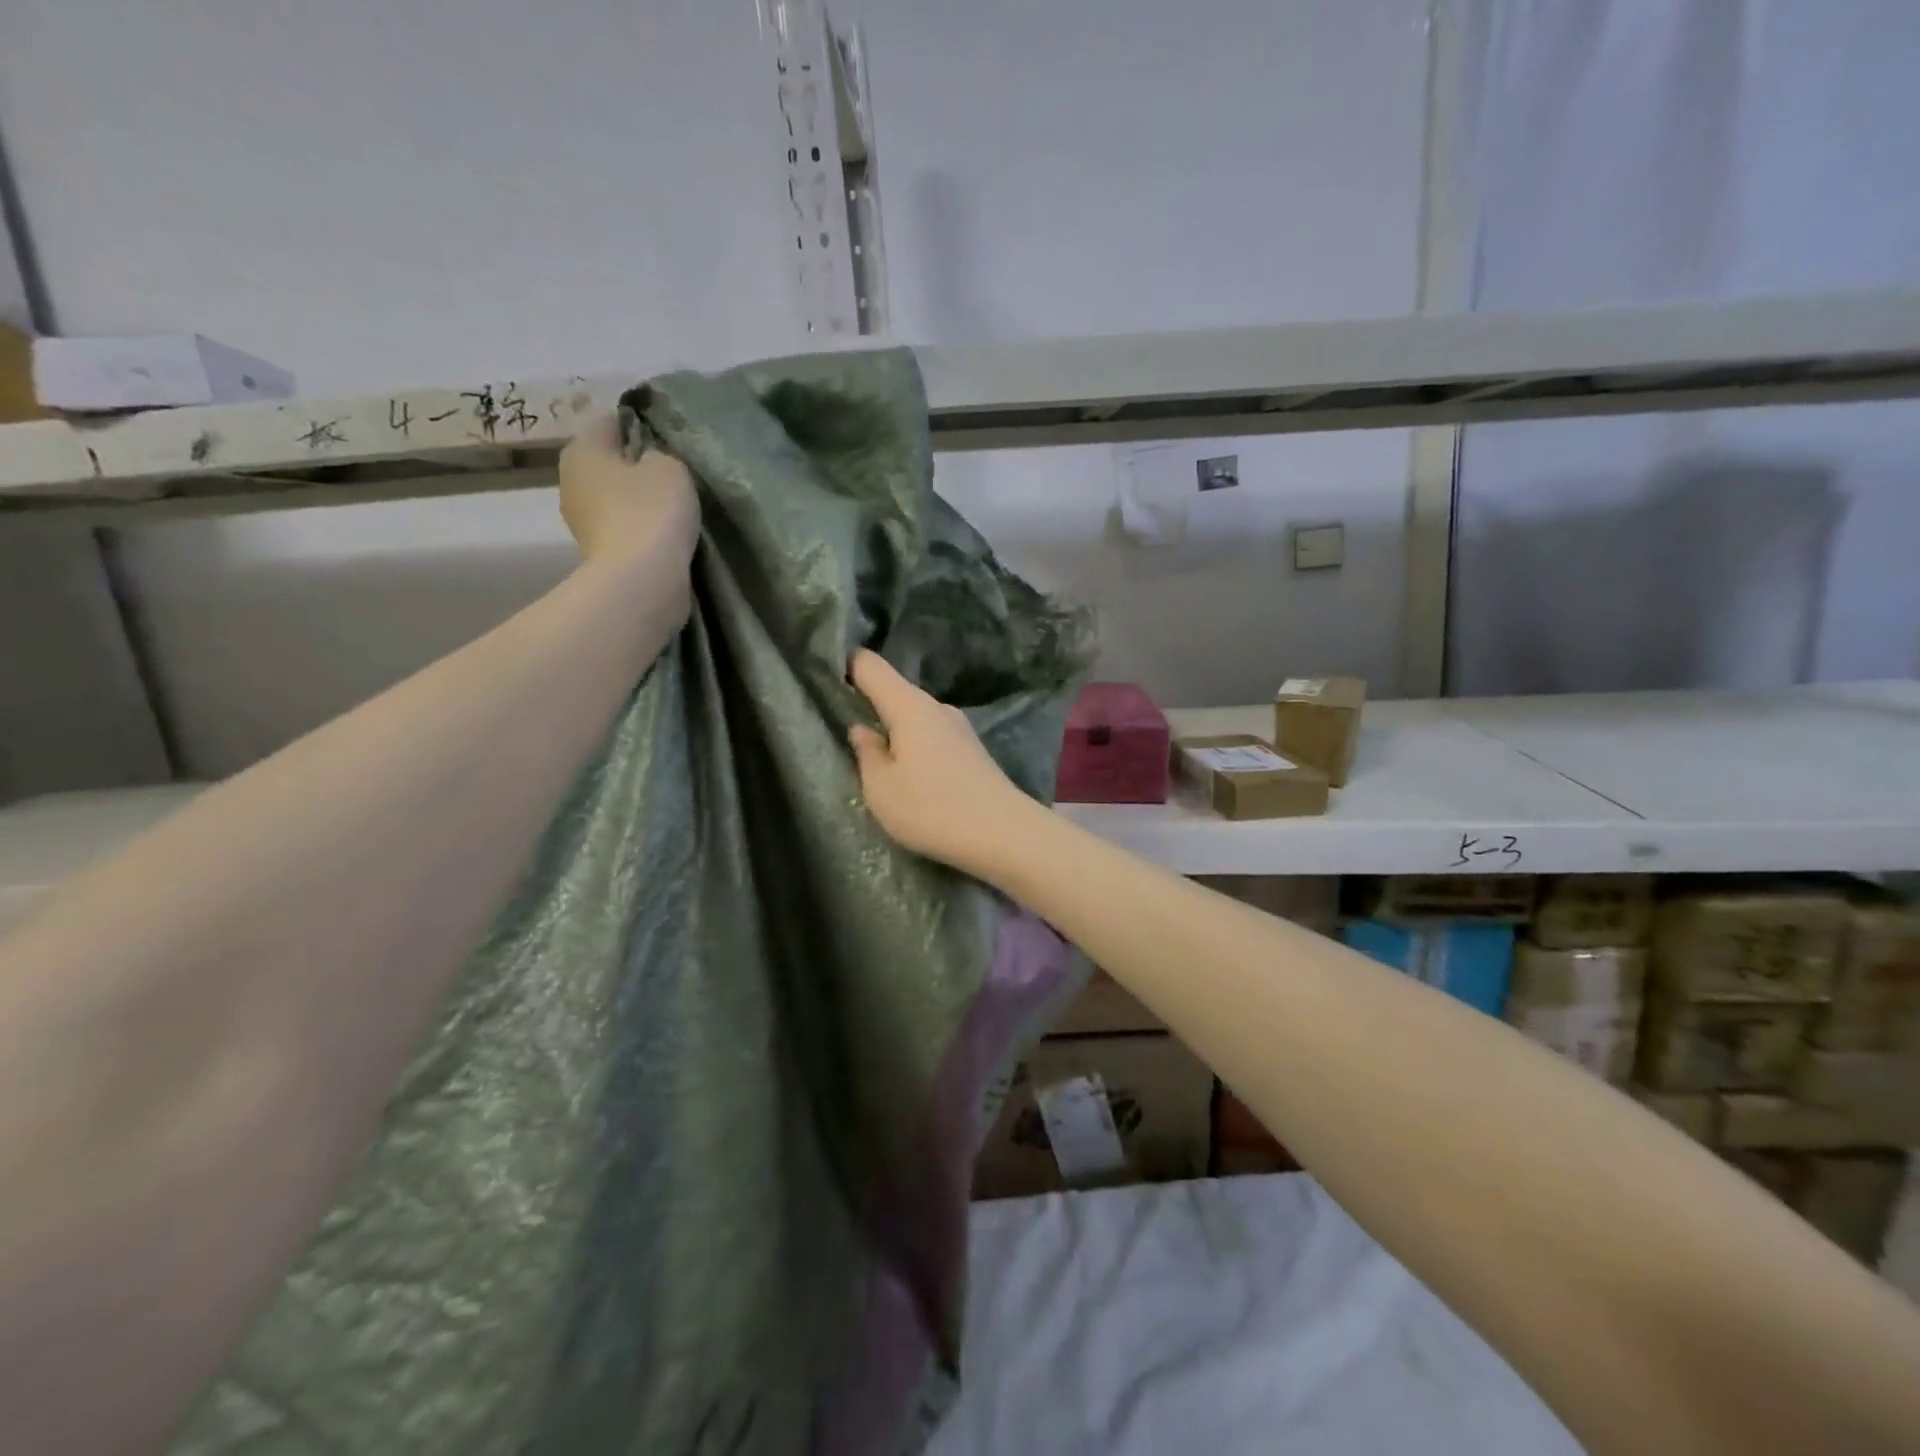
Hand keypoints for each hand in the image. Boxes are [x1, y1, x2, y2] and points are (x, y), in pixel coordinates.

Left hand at [558, 416, 699, 569]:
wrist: (640, 581)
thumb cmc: (651, 512)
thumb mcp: (670, 468)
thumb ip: (660, 455)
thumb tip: (651, 462)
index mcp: (582, 450)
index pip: (612, 423)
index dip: (642, 427)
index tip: (669, 441)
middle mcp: (571, 481)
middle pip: (609, 463)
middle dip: (637, 468)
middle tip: (674, 477)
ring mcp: (581, 522)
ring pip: (615, 498)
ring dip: (639, 502)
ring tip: (674, 510)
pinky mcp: (597, 553)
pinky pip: (622, 529)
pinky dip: (640, 530)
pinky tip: (665, 536)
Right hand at [847, 650, 1035, 875]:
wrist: (1005, 835)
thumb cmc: (933, 809)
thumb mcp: (882, 788)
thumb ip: (866, 753)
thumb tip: (861, 728)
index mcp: (909, 706)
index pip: (870, 666)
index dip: (844, 662)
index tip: (822, 670)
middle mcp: (937, 707)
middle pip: (894, 691)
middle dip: (867, 702)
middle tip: (837, 721)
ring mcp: (959, 728)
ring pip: (914, 717)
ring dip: (893, 729)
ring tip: (872, 754)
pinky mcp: (972, 750)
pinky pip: (931, 736)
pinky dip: (913, 745)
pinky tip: (908, 771)